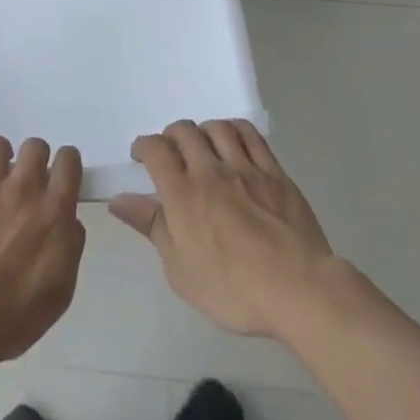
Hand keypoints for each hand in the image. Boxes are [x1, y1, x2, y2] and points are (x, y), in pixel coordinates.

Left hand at [0, 137, 85, 368]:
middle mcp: (22, 188)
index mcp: (53, 210)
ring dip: (0, 155)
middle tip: (27, 180)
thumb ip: (70, 245)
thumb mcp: (62, 289)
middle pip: (35, 146)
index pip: (69, 161)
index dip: (66, 164)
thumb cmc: (17, 314)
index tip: (61, 175)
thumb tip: (68, 221)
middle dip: (35, 158)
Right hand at [110, 120, 342, 339]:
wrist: (299, 291)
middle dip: (171, 136)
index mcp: (183, 194)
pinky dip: (235, 130)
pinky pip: (251, 135)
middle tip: (171, 153)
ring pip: (217, 128)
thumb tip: (120, 200)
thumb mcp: (181, 270)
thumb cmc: (233, 289)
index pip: (155, 149)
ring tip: (202, 146)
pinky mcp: (274, 172)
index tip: (141, 157)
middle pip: (184, 131)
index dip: (143, 147)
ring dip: (202, 131)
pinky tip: (233, 140)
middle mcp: (210, 170)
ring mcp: (245, 168)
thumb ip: (152, 227)